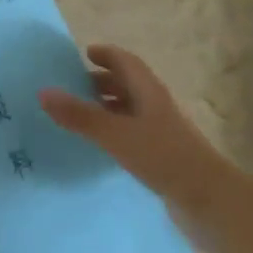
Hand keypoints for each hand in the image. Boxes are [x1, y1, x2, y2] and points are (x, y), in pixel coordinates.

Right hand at [40, 45, 236, 248]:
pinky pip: (134, 134)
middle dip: (103, 82)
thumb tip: (43, 91)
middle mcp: (156, 106)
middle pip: (129, 85)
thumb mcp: (115, 134)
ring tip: (81, 115)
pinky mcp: (162, 156)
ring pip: (131, 110)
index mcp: (149, 92)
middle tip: (74, 86)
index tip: (84, 53)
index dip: (107, 55)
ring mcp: (162, 132)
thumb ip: (79, 115)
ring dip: (108, 107)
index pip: (126, 62)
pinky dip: (115, 131)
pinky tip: (102, 145)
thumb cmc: (162, 156)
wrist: (208, 198)